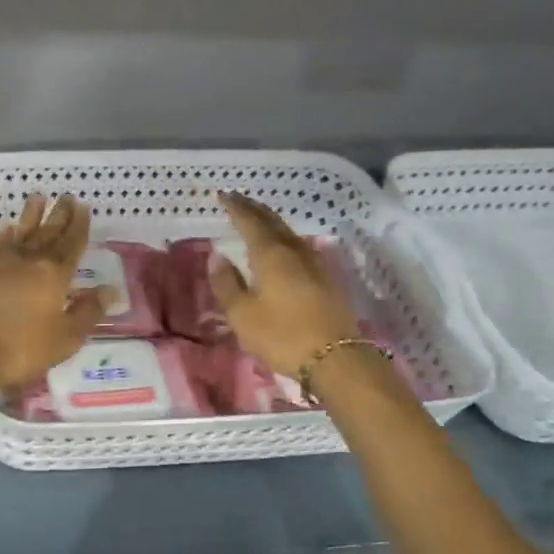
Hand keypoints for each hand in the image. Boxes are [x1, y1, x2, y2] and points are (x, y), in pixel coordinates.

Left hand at [0, 193, 106, 392]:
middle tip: (67, 196)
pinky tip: (7, 229)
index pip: (72, 245)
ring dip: (31, 215)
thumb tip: (110, 290)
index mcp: (54, 275)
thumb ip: (87, 313)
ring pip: (21, 233)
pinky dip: (4, 236)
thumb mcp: (64, 339)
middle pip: (48, 233)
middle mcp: (29, 262)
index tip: (83, 207)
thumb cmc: (19, 348)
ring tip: (38, 197)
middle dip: (59, 215)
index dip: (79, 226)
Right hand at [209, 192, 364, 377]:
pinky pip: (301, 247)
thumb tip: (217, 257)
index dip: (235, 207)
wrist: (336, 358)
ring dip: (271, 222)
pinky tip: (283, 247)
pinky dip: (284, 239)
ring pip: (289, 233)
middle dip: (254, 209)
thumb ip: (227, 283)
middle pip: (273, 222)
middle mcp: (295, 251)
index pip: (250, 222)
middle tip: (238, 200)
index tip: (223, 194)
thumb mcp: (242, 314)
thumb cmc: (282, 335)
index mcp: (271, 255)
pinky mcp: (328, 279)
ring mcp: (316, 264)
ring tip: (258, 219)